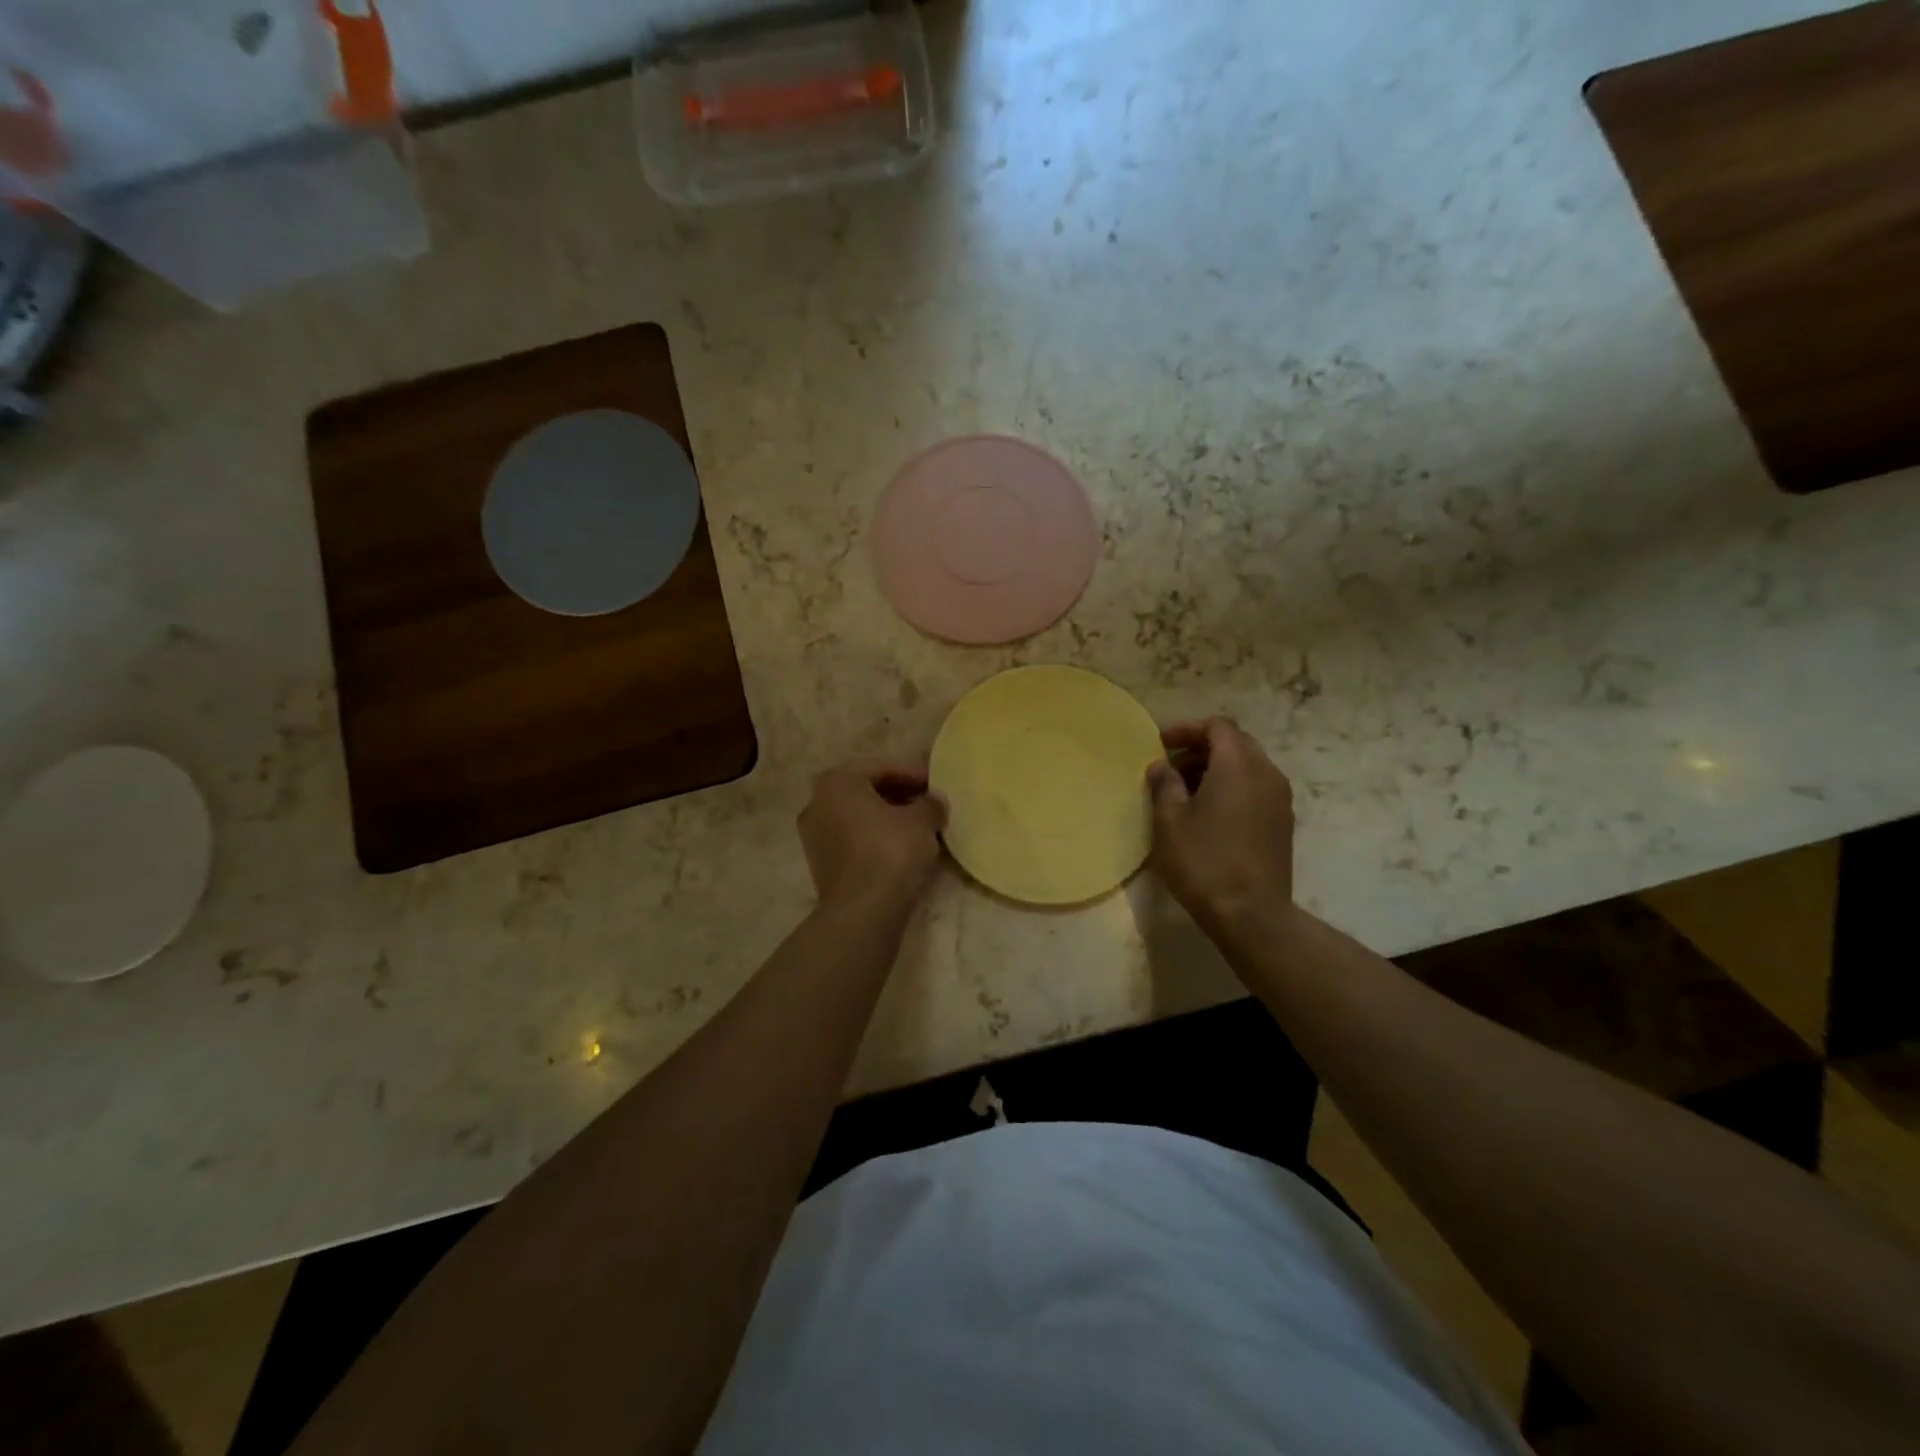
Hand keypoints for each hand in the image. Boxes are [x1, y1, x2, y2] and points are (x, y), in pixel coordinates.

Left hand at [799, 762, 947, 914]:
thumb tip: (934, 800)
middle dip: (900, 797)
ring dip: (888, 820)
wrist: (862, 912)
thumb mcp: (922, 821)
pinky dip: (876, 840)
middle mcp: (817, 803)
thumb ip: (930, 803)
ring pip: (860, 818)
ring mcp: (814, 837)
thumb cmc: (890, 852)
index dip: (914, 775)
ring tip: (920, 829)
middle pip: (867, 792)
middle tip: (929, 805)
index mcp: (837, 782)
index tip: (937, 785)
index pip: (883, 769)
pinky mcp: (821, 865)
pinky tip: (902, 850)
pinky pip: (854, 842)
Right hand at [1146, 718, 1294, 930]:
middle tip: (1172, 768)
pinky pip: (1256, 789)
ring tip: (1187, 793)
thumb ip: (1164, 784)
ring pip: (1247, 767)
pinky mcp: (1283, 823)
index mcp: (1238, 765)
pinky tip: (1209, 814)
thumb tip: (1161, 766)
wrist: (1250, 914)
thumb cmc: (1203, 861)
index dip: (1187, 729)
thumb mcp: (1169, 820)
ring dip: (1216, 770)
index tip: (1161, 744)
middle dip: (1201, 749)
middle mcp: (1266, 773)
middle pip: (1235, 743)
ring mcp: (1280, 799)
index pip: (1217, 727)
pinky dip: (1232, 788)